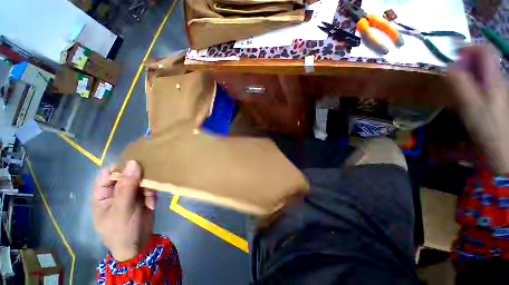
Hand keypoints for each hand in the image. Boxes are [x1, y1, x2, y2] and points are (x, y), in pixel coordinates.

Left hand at [91, 161, 155, 260]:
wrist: (138, 245)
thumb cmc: (121, 231)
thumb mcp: (122, 210)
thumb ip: (127, 187)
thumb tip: (133, 163)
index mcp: (103, 193)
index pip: (108, 173)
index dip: (120, 167)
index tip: (136, 165)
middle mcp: (117, 190)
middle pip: (127, 174)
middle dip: (138, 174)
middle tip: (147, 179)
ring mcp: (132, 193)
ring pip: (141, 178)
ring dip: (147, 185)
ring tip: (149, 196)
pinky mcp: (144, 196)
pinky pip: (150, 186)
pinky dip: (152, 192)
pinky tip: (151, 203)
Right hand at [448, 45, 508, 172]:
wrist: (501, 148)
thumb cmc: (486, 126)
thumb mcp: (469, 103)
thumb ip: (459, 82)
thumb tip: (448, 65)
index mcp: (493, 78)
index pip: (485, 50)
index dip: (469, 48)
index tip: (453, 57)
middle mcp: (498, 79)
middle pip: (483, 61)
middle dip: (465, 64)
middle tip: (451, 76)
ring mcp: (498, 90)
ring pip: (482, 74)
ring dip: (467, 76)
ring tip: (456, 89)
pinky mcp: (495, 100)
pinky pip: (483, 85)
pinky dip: (472, 86)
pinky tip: (466, 98)